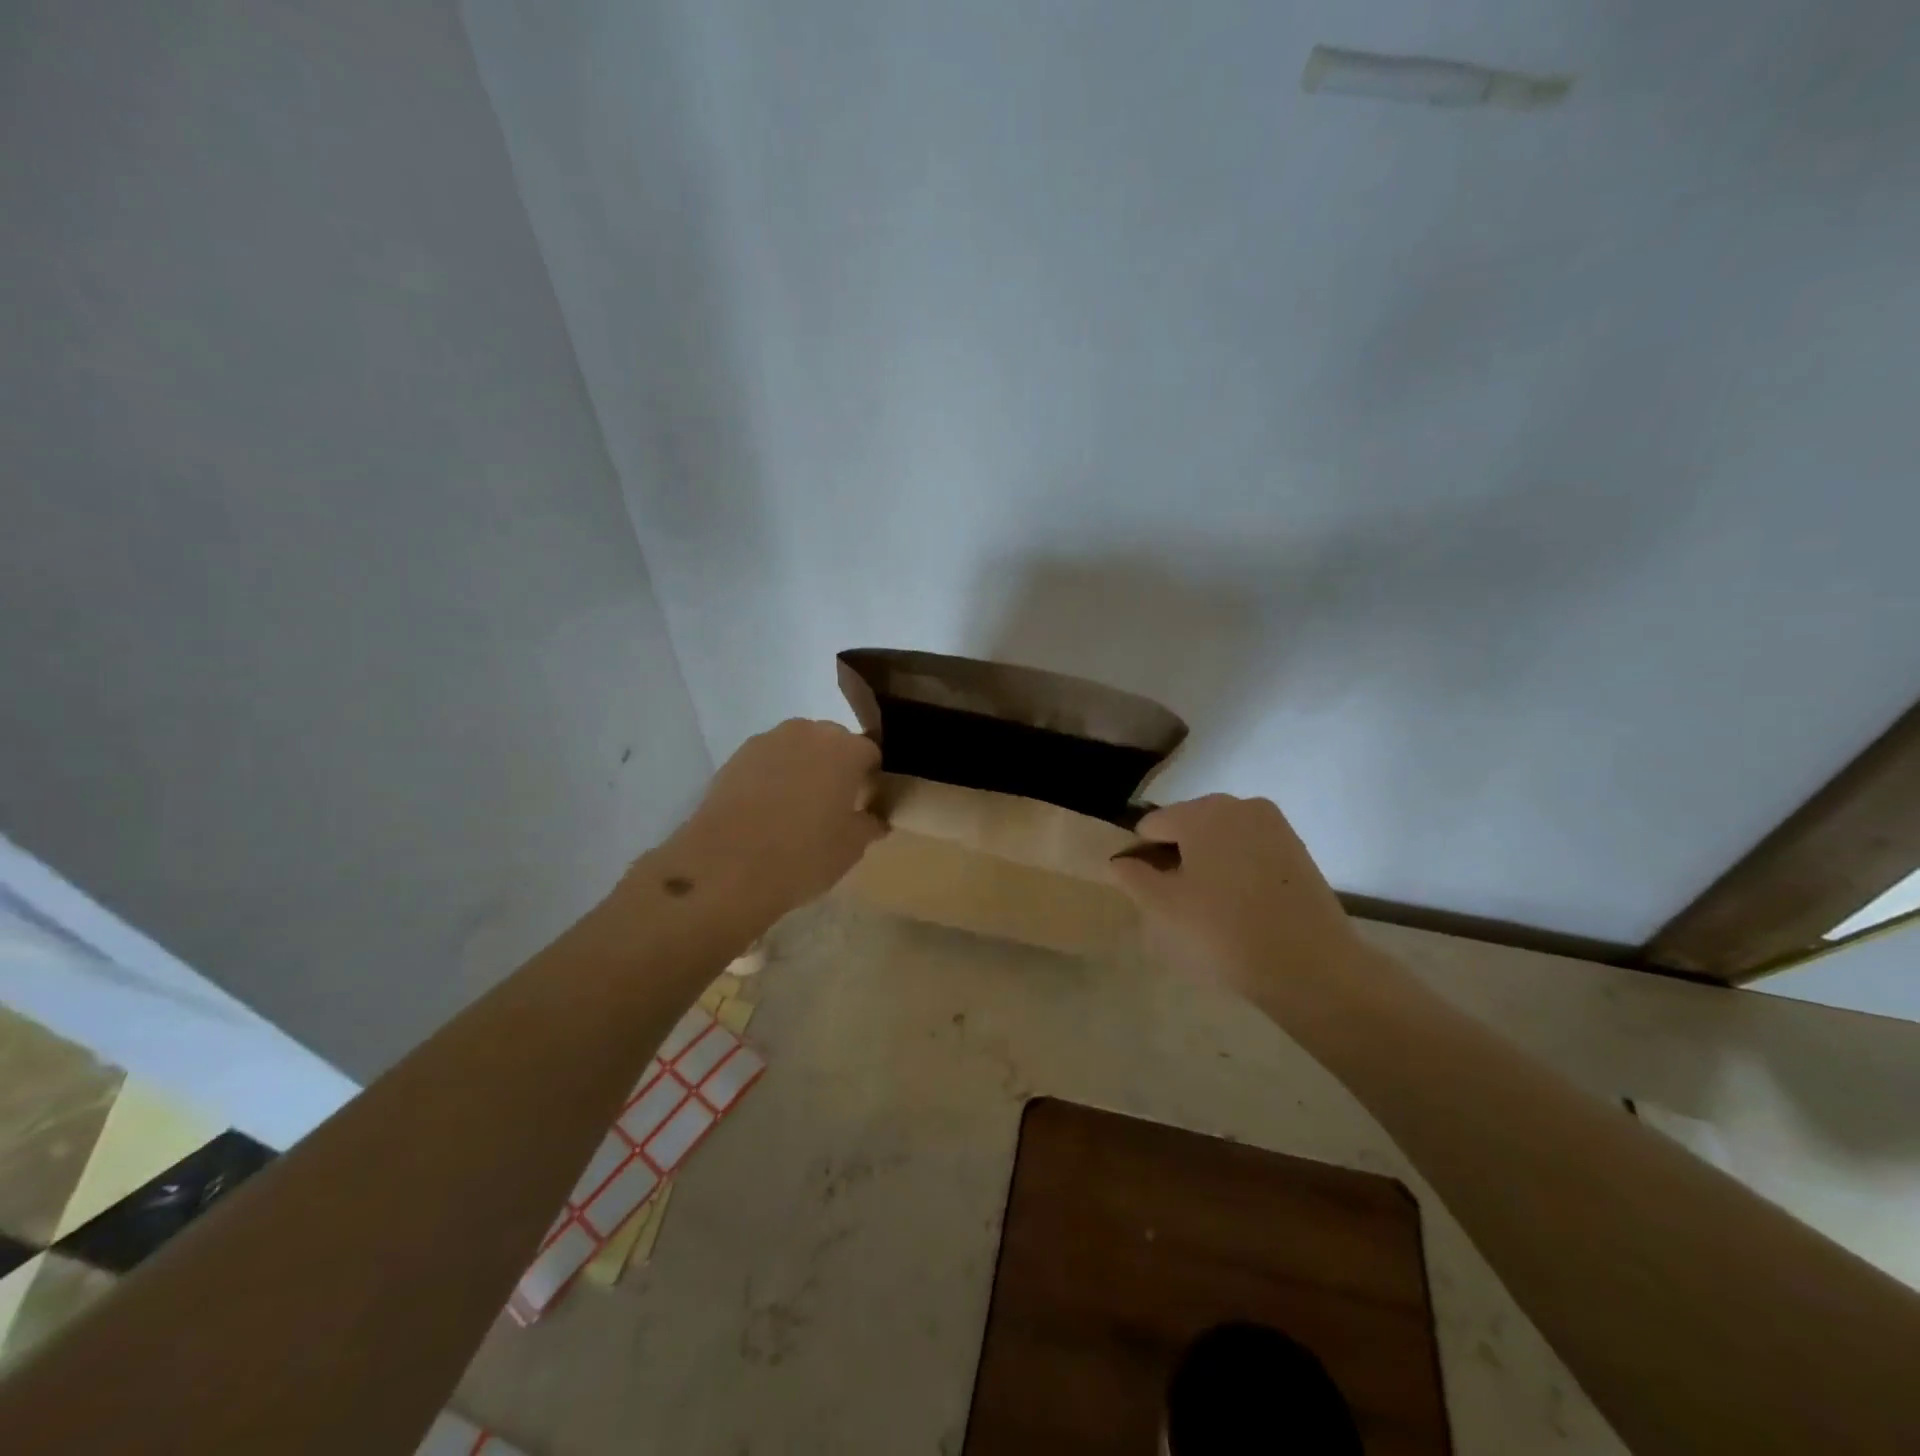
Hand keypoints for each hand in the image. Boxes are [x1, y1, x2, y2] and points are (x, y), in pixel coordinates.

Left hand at [659, 719, 884, 928]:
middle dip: (837, 767)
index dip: (870, 779)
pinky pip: (768, 760)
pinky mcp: (736, 756)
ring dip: (803, 768)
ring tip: (796, 807)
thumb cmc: (803, 854)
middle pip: (833, 743)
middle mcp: (809, 733)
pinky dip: (773, 776)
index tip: (866, 805)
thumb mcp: (852, 847)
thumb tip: (875, 818)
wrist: (727, 865)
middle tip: (832, 805)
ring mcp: (769, 741)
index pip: (870, 754)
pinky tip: (767, 809)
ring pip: (797, 748)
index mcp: (846, 749)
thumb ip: (870, 824)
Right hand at [1108, 794, 1371, 1011]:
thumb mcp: (1163, 907)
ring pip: (1220, 838)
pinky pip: (1250, 850)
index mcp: (1202, 812)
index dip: (1141, 858)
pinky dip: (1237, 870)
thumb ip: (1132, 877)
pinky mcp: (1297, 849)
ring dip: (1207, 864)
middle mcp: (1239, 805)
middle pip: (1188, 826)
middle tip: (1180, 904)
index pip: (1152, 825)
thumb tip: (1120, 861)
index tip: (1149, 894)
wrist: (1311, 966)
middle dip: (1177, 857)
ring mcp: (1273, 825)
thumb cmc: (1223, 931)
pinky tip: (1242, 907)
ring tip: (1212, 908)